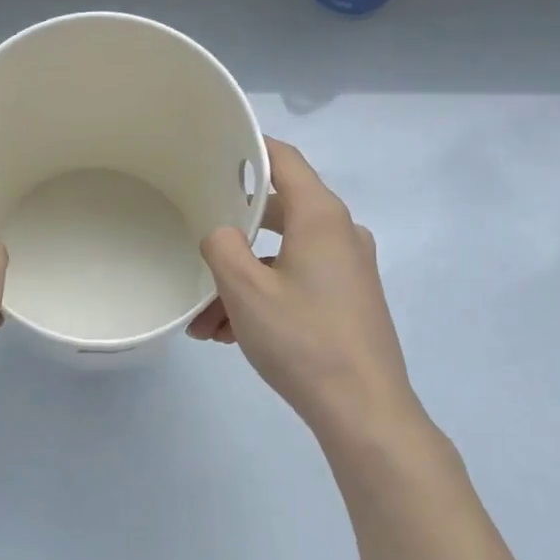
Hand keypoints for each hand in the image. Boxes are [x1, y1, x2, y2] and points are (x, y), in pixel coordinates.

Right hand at [189, 138, 418, 438]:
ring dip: (241, 280)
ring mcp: (348, 268)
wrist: (364, 411)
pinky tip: (230, 333)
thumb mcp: (245, 290)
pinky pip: (296, 282)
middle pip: (276, 213)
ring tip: (205, 321)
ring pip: (281, 256)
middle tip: (196, 247)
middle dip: (231, 237)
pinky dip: (264, 297)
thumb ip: (222, 246)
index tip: (213, 149)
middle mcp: (340, 233)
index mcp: (321, 216)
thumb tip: (222, 233)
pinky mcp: (348, 299)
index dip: (248, 148)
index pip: (283, 160)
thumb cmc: (303, 339)